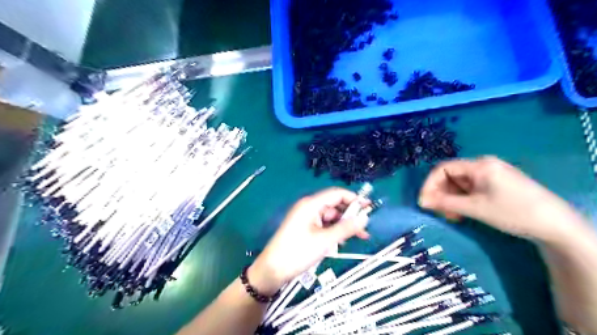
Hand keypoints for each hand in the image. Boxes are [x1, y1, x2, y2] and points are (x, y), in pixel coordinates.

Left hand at [250, 189, 371, 294]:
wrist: (272, 270)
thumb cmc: (298, 252)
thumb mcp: (325, 241)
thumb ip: (346, 228)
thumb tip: (365, 217)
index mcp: (311, 204)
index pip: (337, 194)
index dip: (354, 199)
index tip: (369, 208)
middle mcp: (309, 207)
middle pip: (335, 205)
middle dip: (351, 215)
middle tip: (365, 227)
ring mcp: (306, 218)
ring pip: (331, 217)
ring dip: (344, 225)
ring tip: (359, 237)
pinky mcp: (305, 228)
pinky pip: (324, 225)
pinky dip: (334, 231)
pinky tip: (343, 241)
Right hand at [416, 158, 589, 245]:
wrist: (556, 226)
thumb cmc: (513, 213)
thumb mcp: (475, 208)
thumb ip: (445, 203)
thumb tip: (421, 201)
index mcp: (479, 165)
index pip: (443, 169)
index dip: (430, 184)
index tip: (424, 202)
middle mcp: (483, 165)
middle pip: (451, 176)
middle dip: (441, 193)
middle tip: (440, 212)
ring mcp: (490, 174)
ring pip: (459, 183)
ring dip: (451, 199)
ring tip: (453, 216)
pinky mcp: (496, 184)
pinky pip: (470, 188)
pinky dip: (462, 200)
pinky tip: (463, 212)